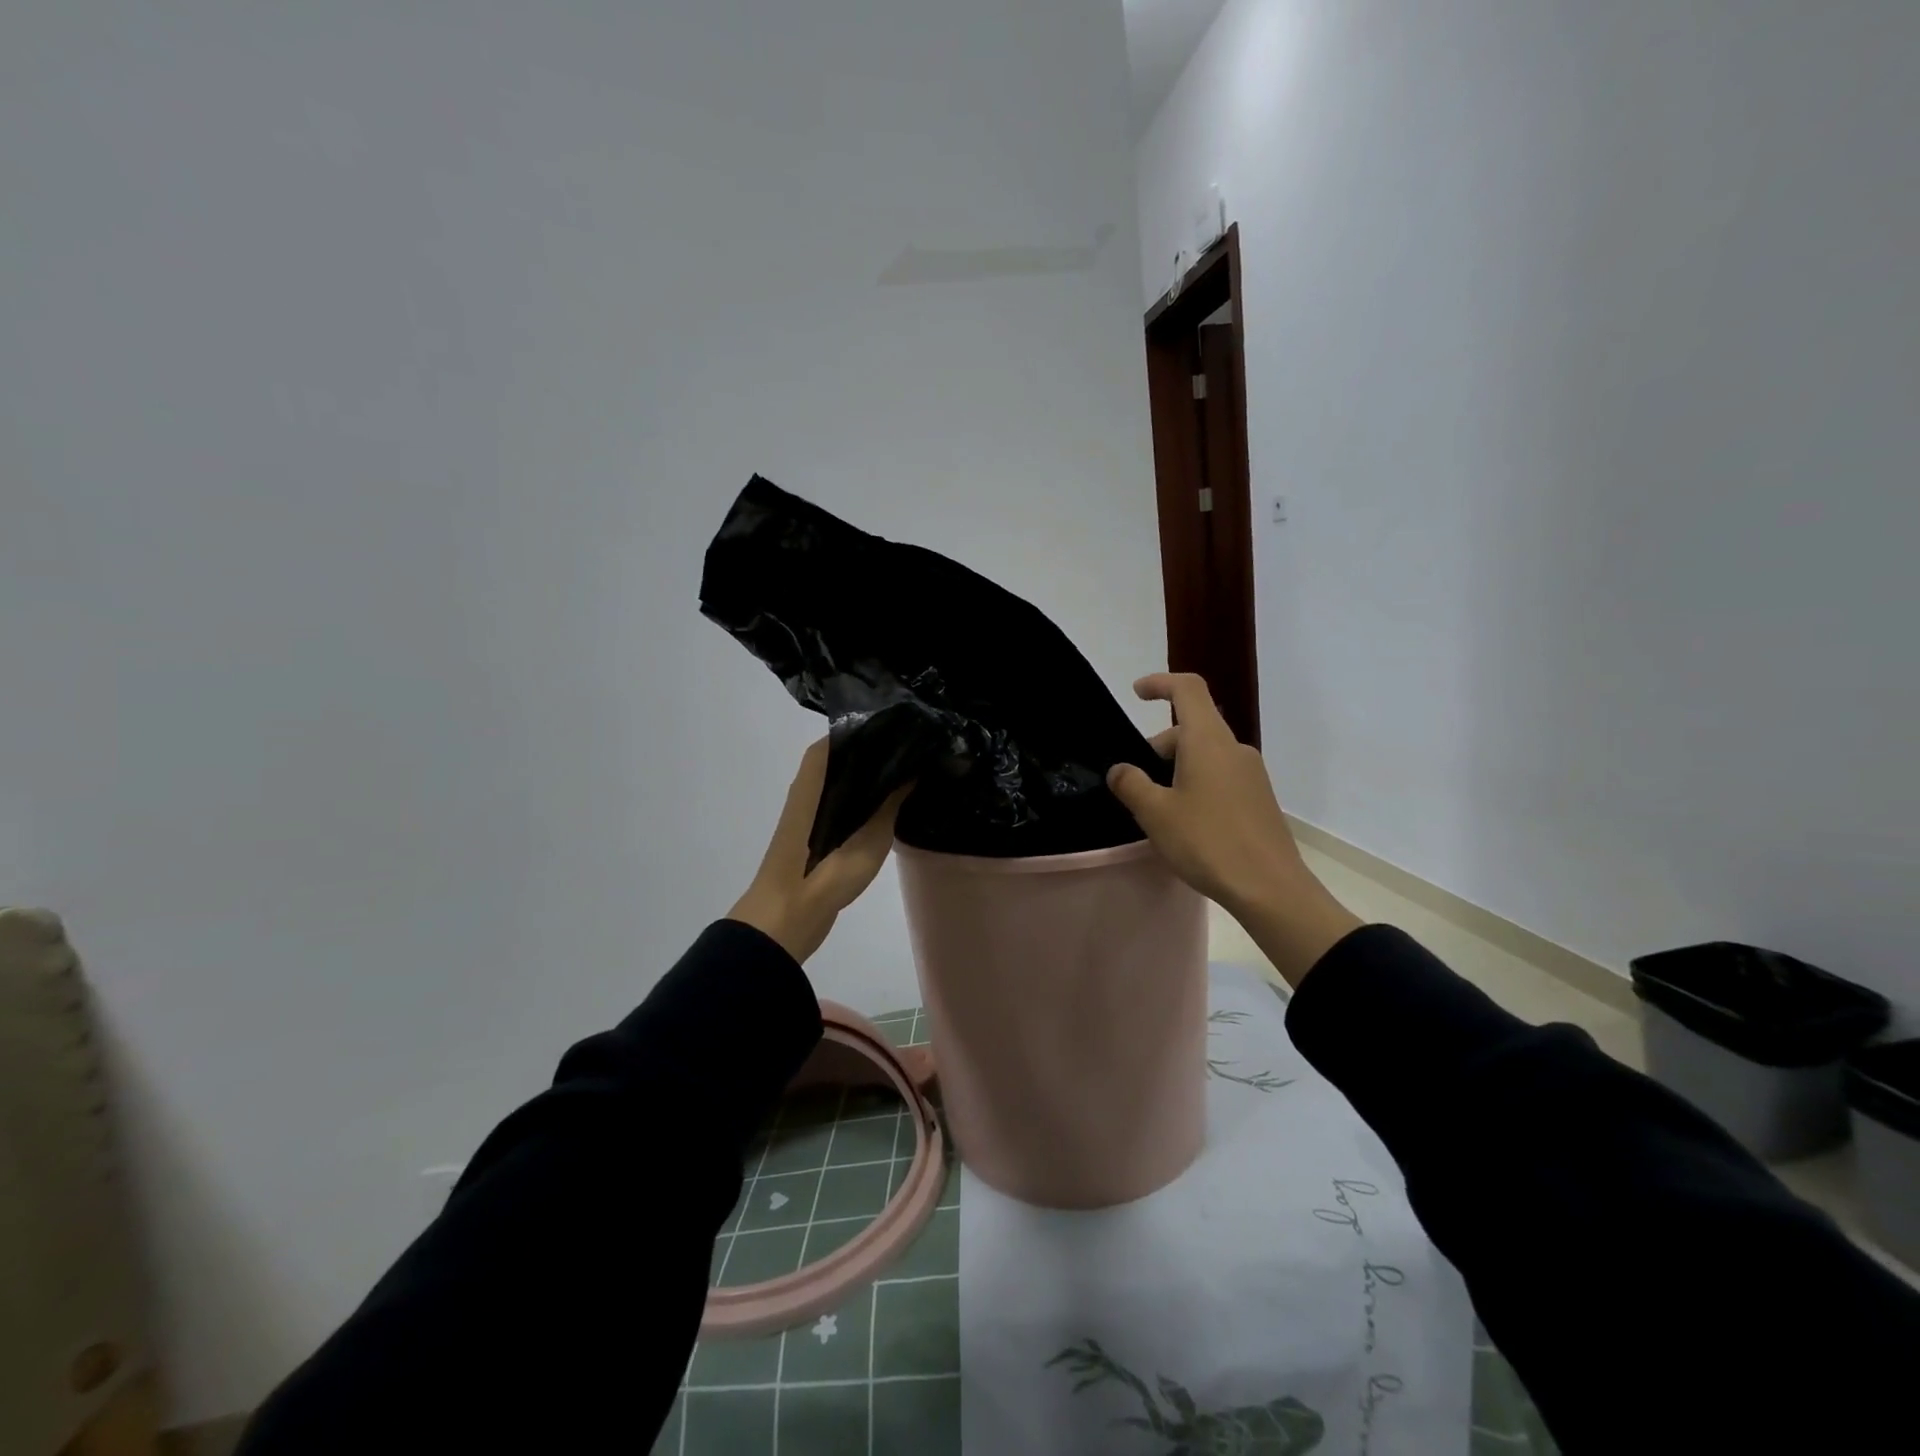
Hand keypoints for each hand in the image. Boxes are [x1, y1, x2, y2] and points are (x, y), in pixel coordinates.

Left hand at [729, 739, 908, 962]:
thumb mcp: (871, 833)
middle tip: (920, 750)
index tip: (910, 727)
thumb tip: (915, 766)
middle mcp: (809, 783)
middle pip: (847, 755)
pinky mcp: (814, 830)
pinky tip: (891, 804)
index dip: (877, 728)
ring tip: (913, 772)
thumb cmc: (825, 870)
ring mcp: (810, 808)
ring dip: (873, 776)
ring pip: (845, 779)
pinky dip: (865, 797)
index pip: (847, 734)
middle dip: (880, 751)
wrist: (787, 917)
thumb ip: (892, 798)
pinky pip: (843, 801)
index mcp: (817, 774)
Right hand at [1106, 673, 1359, 986]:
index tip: (1136, 693)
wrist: (1270, 889)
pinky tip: (1183, 823)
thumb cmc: (1208, 843)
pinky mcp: (1259, 799)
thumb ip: (1131, 784)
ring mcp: (1251, 774)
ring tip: (1155, 808)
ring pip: (1205, 755)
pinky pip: (1220, 776)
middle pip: (1191, 728)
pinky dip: (1195, 784)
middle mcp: (1234, 749)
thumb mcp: (1156, 814)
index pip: (1188, 690)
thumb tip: (1120, 770)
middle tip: (1133, 782)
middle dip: (1158, 746)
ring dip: (1176, 769)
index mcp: (1208, 741)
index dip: (1160, 683)